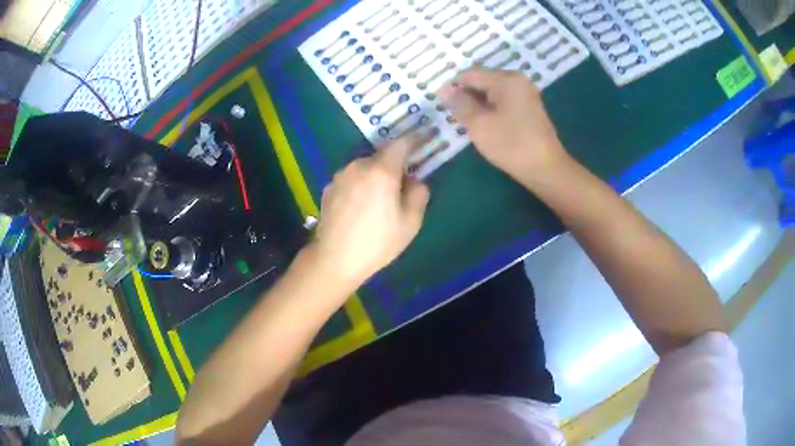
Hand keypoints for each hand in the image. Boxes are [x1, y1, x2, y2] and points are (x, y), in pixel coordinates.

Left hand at [307, 137, 429, 287]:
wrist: (335, 259)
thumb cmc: (377, 242)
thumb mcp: (410, 222)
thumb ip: (418, 194)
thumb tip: (414, 181)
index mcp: (381, 171)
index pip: (401, 144)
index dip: (414, 140)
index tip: (423, 140)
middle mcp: (358, 166)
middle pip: (381, 156)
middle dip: (394, 165)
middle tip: (401, 186)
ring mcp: (340, 176)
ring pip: (364, 168)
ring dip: (375, 176)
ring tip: (378, 201)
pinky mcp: (328, 188)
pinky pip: (351, 179)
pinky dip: (360, 185)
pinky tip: (359, 208)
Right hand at [438, 69, 570, 182]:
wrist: (546, 169)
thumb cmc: (511, 145)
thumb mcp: (479, 124)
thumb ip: (460, 104)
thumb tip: (444, 90)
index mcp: (506, 79)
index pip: (470, 75)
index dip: (452, 87)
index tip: (439, 105)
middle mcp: (517, 80)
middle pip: (482, 81)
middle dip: (465, 96)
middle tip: (453, 115)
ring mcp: (524, 94)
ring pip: (491, 92)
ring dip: (477, 104)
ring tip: (466, 121)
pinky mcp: (528, 108)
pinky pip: (502, 101)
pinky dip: (490, 109)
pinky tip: (484, 124)